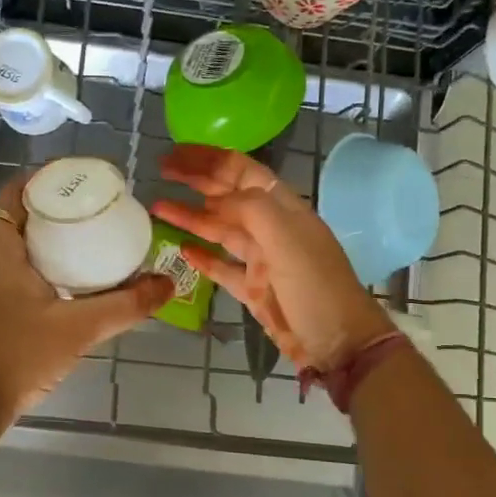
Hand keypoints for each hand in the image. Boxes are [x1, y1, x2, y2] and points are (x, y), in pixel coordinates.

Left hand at [0, 174, 173, 426]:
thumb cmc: (20, 354)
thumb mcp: (79, 327)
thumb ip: (126, 305)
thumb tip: (168, 284)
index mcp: (0, 248)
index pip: (16, 192)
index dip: (46, 179)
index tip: (82, 179)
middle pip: (20, 216)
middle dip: (56, 207)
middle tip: (96, 208)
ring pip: (18, 245)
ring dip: (49, 237)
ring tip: (91, 238)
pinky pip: (16, 268)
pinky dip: (42, 262)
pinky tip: (72, 279)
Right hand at [151, 144, 394, 372]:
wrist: (338, 342)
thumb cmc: (316, 287)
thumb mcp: (288, 240)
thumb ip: (252, 210)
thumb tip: (214, 200)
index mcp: (283, 208)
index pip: (242, 170)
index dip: (209, 159)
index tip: (176, 154)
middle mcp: (270, 227)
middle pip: (227, 195)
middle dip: (195, 180)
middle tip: (160, 171)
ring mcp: (260, 259)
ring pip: (219, 229)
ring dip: (190, 216)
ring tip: (158, 207)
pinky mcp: (252, 288)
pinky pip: (221, 266)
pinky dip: (202, 257)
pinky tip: (181, 249)